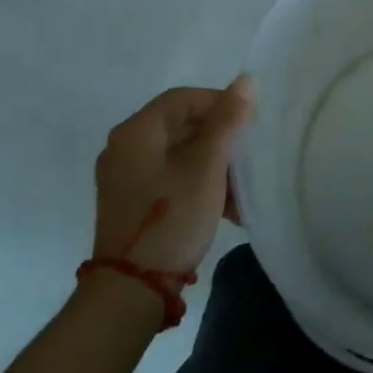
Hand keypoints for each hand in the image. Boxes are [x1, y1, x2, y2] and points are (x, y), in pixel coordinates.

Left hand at [92, 75, 254, 275]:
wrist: (130, 292)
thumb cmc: (172, 217)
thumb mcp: (207, 165)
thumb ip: (227, 120)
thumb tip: (246, 80)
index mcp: (136, 131)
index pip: (184, 97)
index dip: (220, 102)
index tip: (248, 123)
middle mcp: (124, 148)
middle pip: (181, 125)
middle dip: (219, 137)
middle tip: (247, 153)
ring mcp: (124, 178)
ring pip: (179, 154)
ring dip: (212, 164)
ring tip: (240, 186)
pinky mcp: (130, 203)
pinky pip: (169, 177)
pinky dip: (197, 183)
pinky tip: (224, 205)